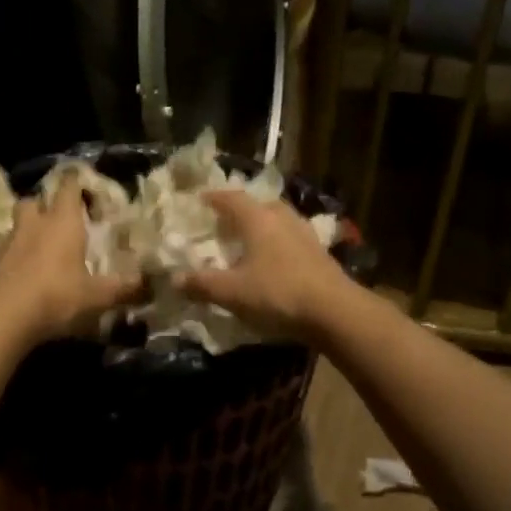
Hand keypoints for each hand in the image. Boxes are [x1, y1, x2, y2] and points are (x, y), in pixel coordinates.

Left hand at [0, 177, 144, 345]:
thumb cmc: (55, 297)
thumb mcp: (96, 298)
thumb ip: (122, 289)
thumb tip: (148, 284)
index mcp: (63, 223)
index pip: (68, 188)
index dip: (75, 183)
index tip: (82, 184)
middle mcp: (33, 224)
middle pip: (33, 201)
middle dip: (43, 206)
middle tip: (55, 221)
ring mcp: (5, 242)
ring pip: (14, 225)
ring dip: (24, 232)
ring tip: (35, 250)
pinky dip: (7, 258)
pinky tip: (15, 275)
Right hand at [176, 190, 356, 342]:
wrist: (335, 312)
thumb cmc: (278, 294)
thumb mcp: (232, 292)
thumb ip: (202, 284)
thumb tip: (174, 278)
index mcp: (258, 220)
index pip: (232, 198)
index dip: (214, 198)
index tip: (200, 200)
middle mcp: (283, 219)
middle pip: (260, 205)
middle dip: (241, 211)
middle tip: (225, 222)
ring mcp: (305, 235)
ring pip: (279, 221)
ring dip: (263, 226)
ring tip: (249, 241)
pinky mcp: (321, 254)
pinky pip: (292, 239)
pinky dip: (278, 244)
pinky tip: (274, 262)